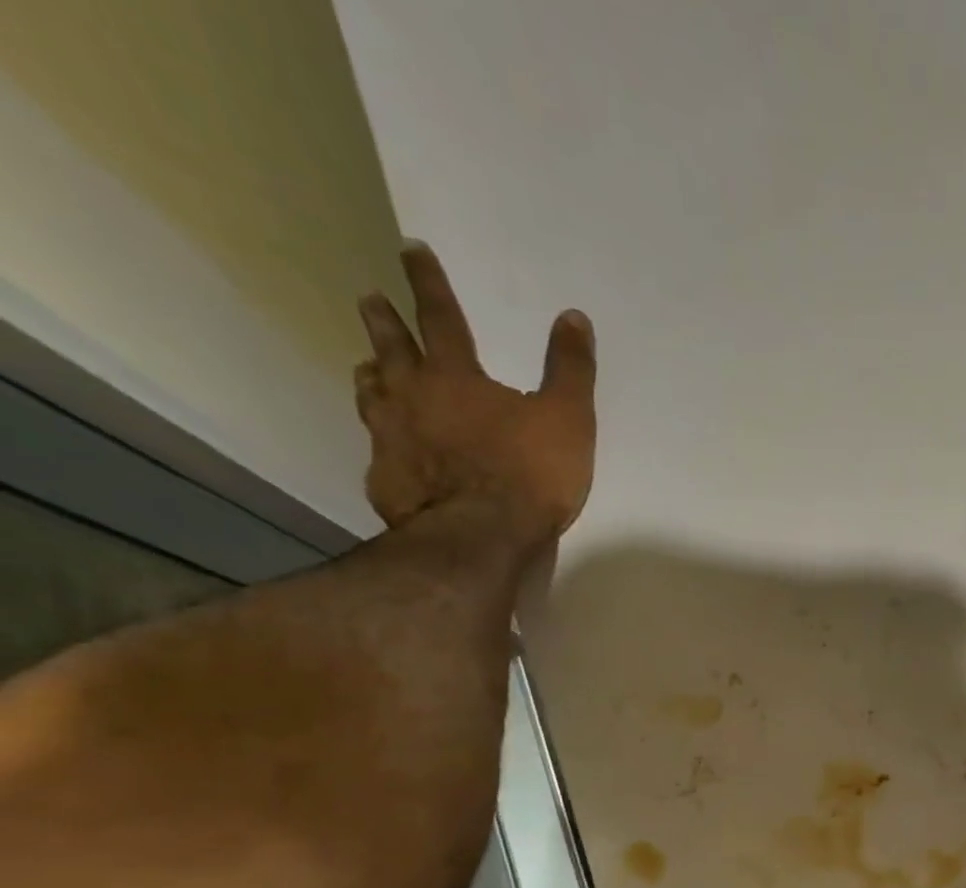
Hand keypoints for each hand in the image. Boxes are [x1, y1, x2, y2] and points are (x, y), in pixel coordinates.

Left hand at [354, 243, 596, 541]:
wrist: (482, 537)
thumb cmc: (529, 474)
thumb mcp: (568, 419)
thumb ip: (570, 370)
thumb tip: (574, 317)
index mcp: (455, 377)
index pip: (439, 316)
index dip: (427, 281)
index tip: (411, 249)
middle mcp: (412, 396)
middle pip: (391, 348)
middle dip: (383, 321)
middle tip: (370, 300)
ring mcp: (391, 438)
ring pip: (372, 393)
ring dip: (371, 374)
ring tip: (368, 367)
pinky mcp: (386, 478)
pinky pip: (378, 450)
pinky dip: (381, 440)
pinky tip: (385, 448)